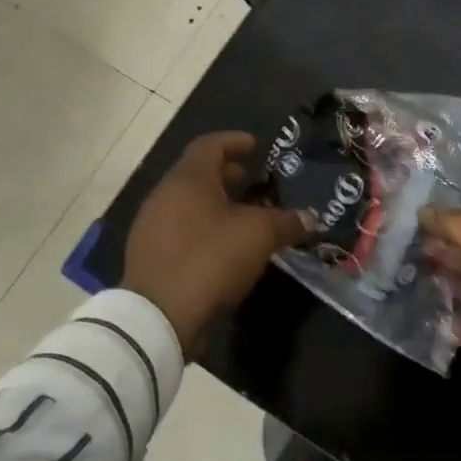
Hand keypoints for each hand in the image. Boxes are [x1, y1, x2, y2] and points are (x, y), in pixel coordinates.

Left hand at [122, 132, 308, 353]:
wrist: (159, 318)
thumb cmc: (210, 259)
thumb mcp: (259, 235)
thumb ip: (287, 221)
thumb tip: (311, 218)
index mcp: (188, 180)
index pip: (209, 145)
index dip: (234, 142)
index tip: (255, 145)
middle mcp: (164, 196)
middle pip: (197, 175)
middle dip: (226, 175)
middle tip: (252, 181)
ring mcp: (152, 228)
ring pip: (188, 204)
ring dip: (215, 205)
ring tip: (244, 217)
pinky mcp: (149, 258)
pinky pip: (181, 231)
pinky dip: (204, 229)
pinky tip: (225, 248)